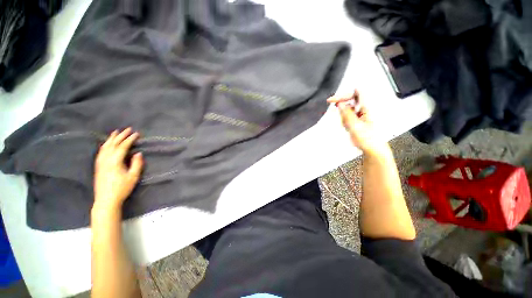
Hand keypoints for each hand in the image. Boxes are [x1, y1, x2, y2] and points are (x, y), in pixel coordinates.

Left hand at [93, 128, 143, 210]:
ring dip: (111, 139)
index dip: (130, 139)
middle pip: (113, 144)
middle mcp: (105, 159)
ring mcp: (100, 162)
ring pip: (105, 147)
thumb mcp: (133, 177)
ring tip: (116, 132)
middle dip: (121, 136)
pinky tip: (107, 144)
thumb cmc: (122, 188)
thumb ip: (137, 164)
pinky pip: (101, 151)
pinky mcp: (98, 166)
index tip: (137, 133)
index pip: (123, 146)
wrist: (106, 200)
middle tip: (128, 129)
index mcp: (115, 161)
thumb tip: (138, 153)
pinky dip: (105, 145)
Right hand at [328, 90, 387, 155]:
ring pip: (348, 109)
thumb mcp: (355, 126)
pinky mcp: (358, 119)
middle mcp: (365, 109)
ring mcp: (361, 114)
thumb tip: (340, 104)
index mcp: (368, 108)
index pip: (355, 93)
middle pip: (351, 100)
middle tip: (335, 110)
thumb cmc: (369, 139)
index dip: (343, 95)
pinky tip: (348, 127)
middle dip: (342, 106)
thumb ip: (346, 114)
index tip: (332, 100)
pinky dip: (345, 120)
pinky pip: (348, 116)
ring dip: (344, 116)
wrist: (372, 149)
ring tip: (347, 126)